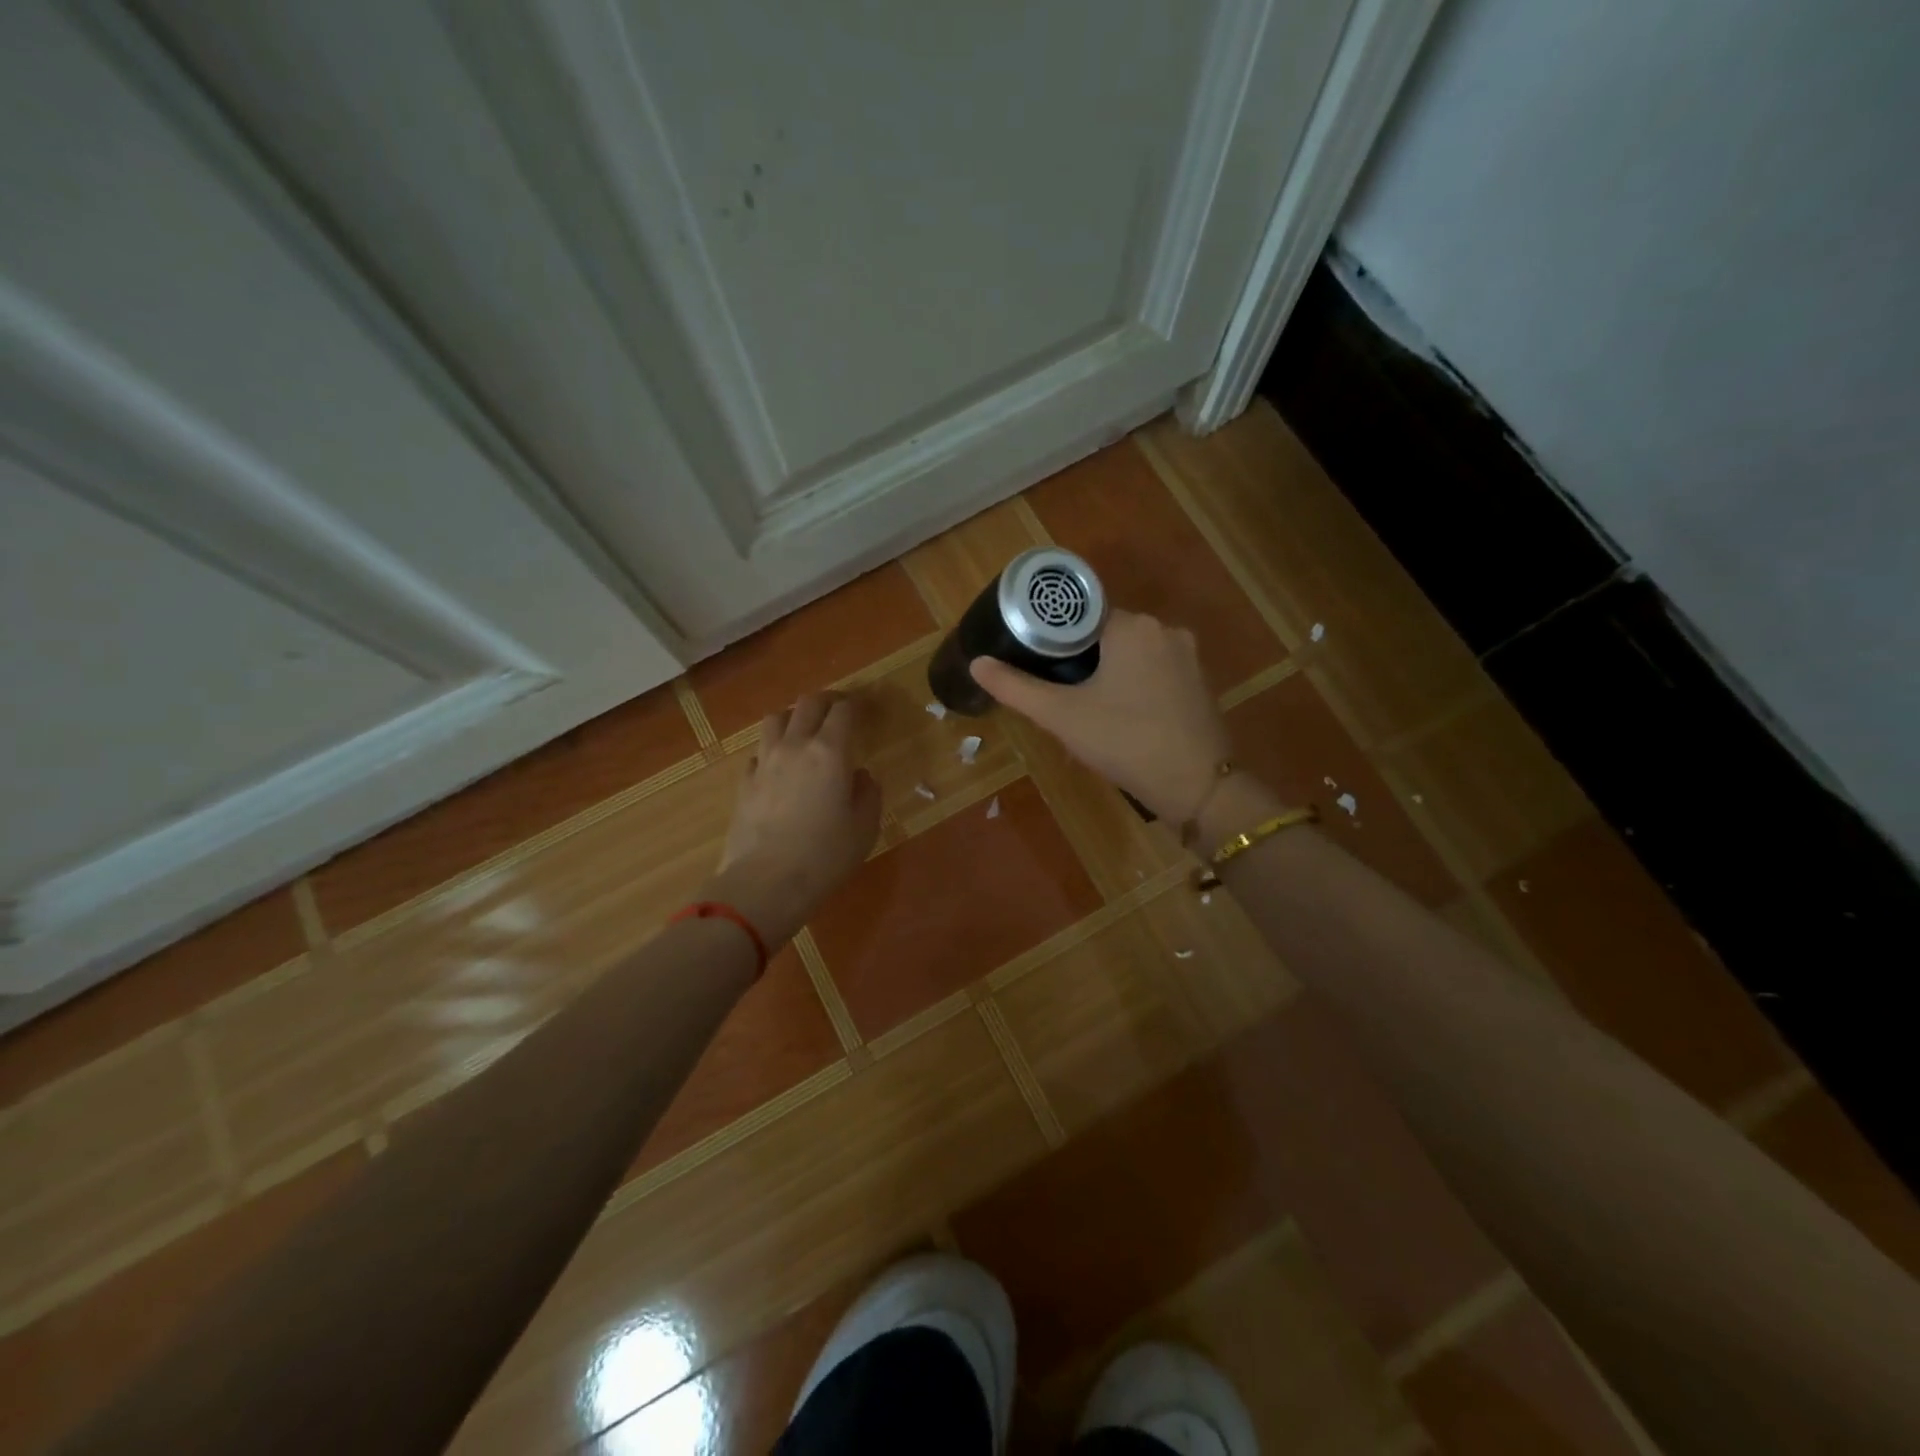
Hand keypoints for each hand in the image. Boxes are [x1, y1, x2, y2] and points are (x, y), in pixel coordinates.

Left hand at [707, 693, 881, 946]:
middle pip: (808, 703)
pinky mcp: (744, 781)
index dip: (856, 705)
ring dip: (794, 717)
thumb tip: (860, 775)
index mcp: (830, 751)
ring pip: (776, 718)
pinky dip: (772, 749)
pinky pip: (759, 750)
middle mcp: (795, 745)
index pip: (843, 710)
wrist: (765, 883)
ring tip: (804, 731)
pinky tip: (780, 767)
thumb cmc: (825, 856)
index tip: (865, 710)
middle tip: (838, 713)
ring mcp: (765, 761)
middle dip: (827, 701)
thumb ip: (867, 793)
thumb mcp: (864, 828)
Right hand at [970, 609, 1230, 822]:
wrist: (1197, 787)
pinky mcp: (1200, 683)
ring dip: (1109, 672)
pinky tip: (1122, 716)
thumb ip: (1016, 687)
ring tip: (1086, 705)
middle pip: (1108, 633)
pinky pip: (1156, 672)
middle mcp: (1165, 630)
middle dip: (1081, 658)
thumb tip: (977, 663)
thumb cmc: (1125, 741)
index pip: (1082, 616)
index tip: (1038, 661)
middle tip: (1058, 691)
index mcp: (1132, 626)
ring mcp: (1189, 657)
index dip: (1055, 638)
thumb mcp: (1062, 715)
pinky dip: (1135, 685)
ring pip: (1133, 654)